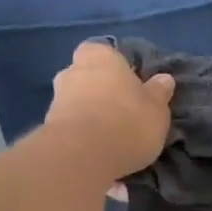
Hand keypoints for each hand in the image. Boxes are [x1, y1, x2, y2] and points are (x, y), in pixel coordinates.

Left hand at [44, 43, 175, 181]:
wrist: (81, 156)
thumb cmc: (127, 121)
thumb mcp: (157, 109)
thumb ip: (159, 92)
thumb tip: (164, 79)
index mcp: (100, 56)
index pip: (103, 51)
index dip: (116, 67)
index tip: (130, 86)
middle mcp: (72, 72)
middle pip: (88, 78)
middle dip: (101, 93)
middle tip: (121, 114)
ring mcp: (55, 101)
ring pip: (78, 105)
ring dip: (91, 119)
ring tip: (112, 143)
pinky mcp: (47, 130)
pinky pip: (71, 131)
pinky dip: (82, 140)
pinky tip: (99, 160)